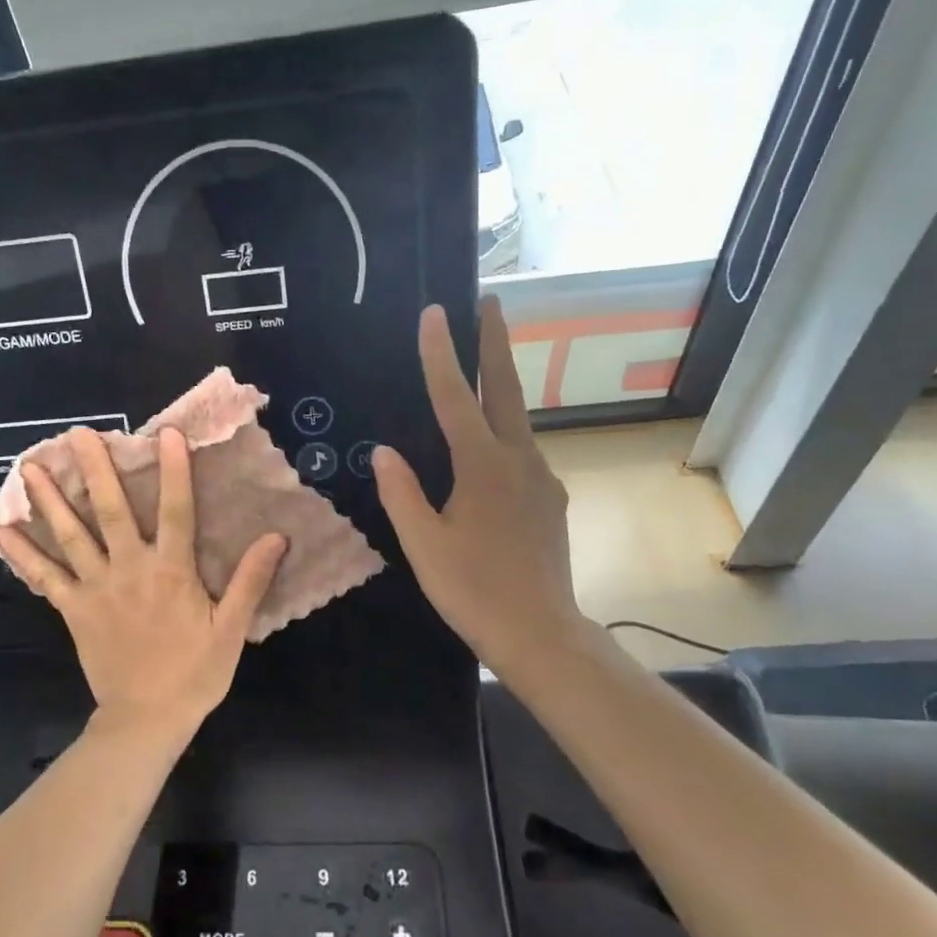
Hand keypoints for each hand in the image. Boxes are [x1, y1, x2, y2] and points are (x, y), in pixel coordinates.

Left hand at [0, 427, 286, 748]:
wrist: (146, 719)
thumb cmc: (194, 673)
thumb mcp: (231, 629)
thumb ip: (250, 581)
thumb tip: (276, 536)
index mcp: (171, 572)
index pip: (176, 511)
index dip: (173, 471)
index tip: (166, 433)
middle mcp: (130, 569)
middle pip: (111, 511)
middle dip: (95, 470)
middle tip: (77, 434)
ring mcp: (95, 588)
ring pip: (71, 536)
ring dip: (50, 500)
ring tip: (30, 468)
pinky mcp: (72, 609)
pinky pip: (44, 577)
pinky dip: (22, 553)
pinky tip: (0, 530)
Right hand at [374, 297, 581, 673]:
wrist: (541, 633)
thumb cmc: (473, 589)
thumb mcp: (423, 544)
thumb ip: (402, 493)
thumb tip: (384, 451)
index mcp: (484, 466)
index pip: (456, 398)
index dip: (441, 354)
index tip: (435, 313)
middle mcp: (520, 460)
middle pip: (506, 390)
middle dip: (496, 344)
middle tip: (490, 303)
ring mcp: (542, 479)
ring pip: (517, 422)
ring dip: (499, 389)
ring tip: (480, 372)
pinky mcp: (551, 499)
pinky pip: (523, 454)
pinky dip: (503, 435)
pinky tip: (488, 451)